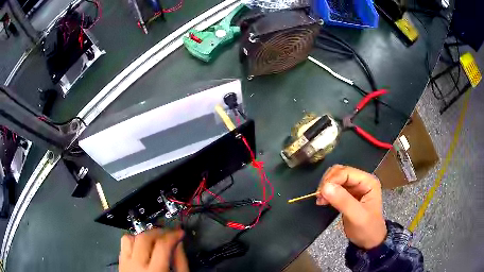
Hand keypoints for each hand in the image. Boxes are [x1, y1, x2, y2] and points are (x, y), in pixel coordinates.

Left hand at [119, 228, 188, 271]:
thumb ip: (180, 261)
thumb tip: (178, 242)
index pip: (162, 246)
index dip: (172, 235)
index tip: (180, 232)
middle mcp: (137, 265)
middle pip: (144, 239)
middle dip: (158, 232)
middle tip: (168, 233)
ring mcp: (125, 263)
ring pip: (129, 238)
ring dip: (143, 235)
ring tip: (153, 239)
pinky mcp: (120, 263)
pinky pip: (123, 245)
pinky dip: (133, 241)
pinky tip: (142, 247)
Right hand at [316, 165, 386, 249]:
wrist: (369, 241)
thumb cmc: (367, 229)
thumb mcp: (357, 216)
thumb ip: (343, 201)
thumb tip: (325, 187)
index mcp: (368, 181)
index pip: (346, 172)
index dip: (332, 180)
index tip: (320, 193)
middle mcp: (362, 180)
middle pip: (340, 172)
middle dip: (328, 182)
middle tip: (320, 197)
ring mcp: (355, 187)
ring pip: (336, 178)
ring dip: (326, 186)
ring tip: (320, 200)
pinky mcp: (348, 194)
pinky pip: (335, 187)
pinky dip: (327, 192)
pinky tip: (322, 201)